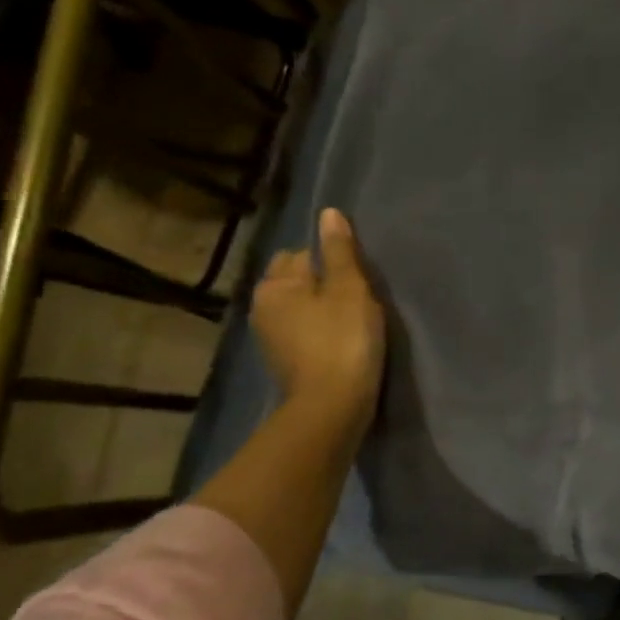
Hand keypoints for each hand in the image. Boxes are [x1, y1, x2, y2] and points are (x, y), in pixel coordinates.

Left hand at [252, 208, 386, 427]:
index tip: (357, 277)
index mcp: (275, 284)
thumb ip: (340, 251)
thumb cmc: (344, 340)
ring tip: (349, 318)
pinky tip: (338, 340)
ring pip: (297, 307)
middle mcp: (262, 306)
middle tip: (356, 295)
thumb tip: (328, 213)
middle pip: (295, 279)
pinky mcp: (283, 361)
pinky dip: (316, 330)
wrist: (332, 406)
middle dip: (319, 281)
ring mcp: (269, 337)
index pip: (302, 253)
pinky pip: (301, 331)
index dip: (332, 261)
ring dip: (318, 307)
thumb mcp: (350, 289)